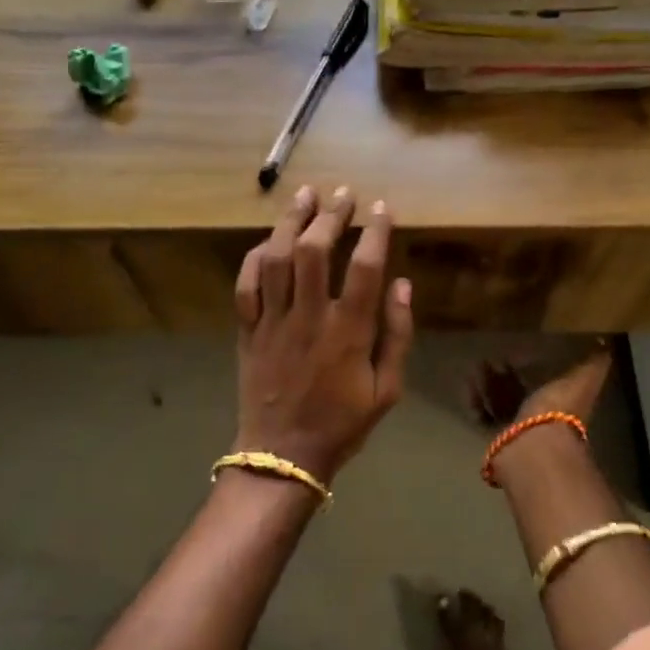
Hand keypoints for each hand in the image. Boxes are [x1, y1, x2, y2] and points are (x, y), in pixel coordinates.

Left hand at [233, 186, 413, 483]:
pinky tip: (269, 239)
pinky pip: (245, 285)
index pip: (364, 267)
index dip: (374, 231)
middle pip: (315, 252)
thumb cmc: (342, 424)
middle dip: (330, 215)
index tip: (381, 208)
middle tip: (342, 193)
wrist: (282, 456)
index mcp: (348, 332)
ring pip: (277, 259)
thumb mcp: (387, 390)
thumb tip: (403, 284)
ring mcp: (273, 322)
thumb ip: (397, 334)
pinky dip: (255, 257)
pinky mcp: (247, 330)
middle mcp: (309, 318)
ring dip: (290, 222)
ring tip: (304, 195)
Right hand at [471, 342, 613, 428]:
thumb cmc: (559, 409)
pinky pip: (483, 415)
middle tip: (490, 355)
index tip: (517, 346)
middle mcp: (539, 415)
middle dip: (506, 373)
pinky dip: (474, 401)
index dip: (533, 364)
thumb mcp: (583, 379)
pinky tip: (466, 384)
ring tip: (474, 365)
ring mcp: (517, 428)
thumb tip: (605, 343)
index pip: (546, 378)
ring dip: (488, 384)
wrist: (535, 447)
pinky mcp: (496, 436)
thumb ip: (593, 363)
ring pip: (500, 401)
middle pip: (520, 390)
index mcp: (561, 399)